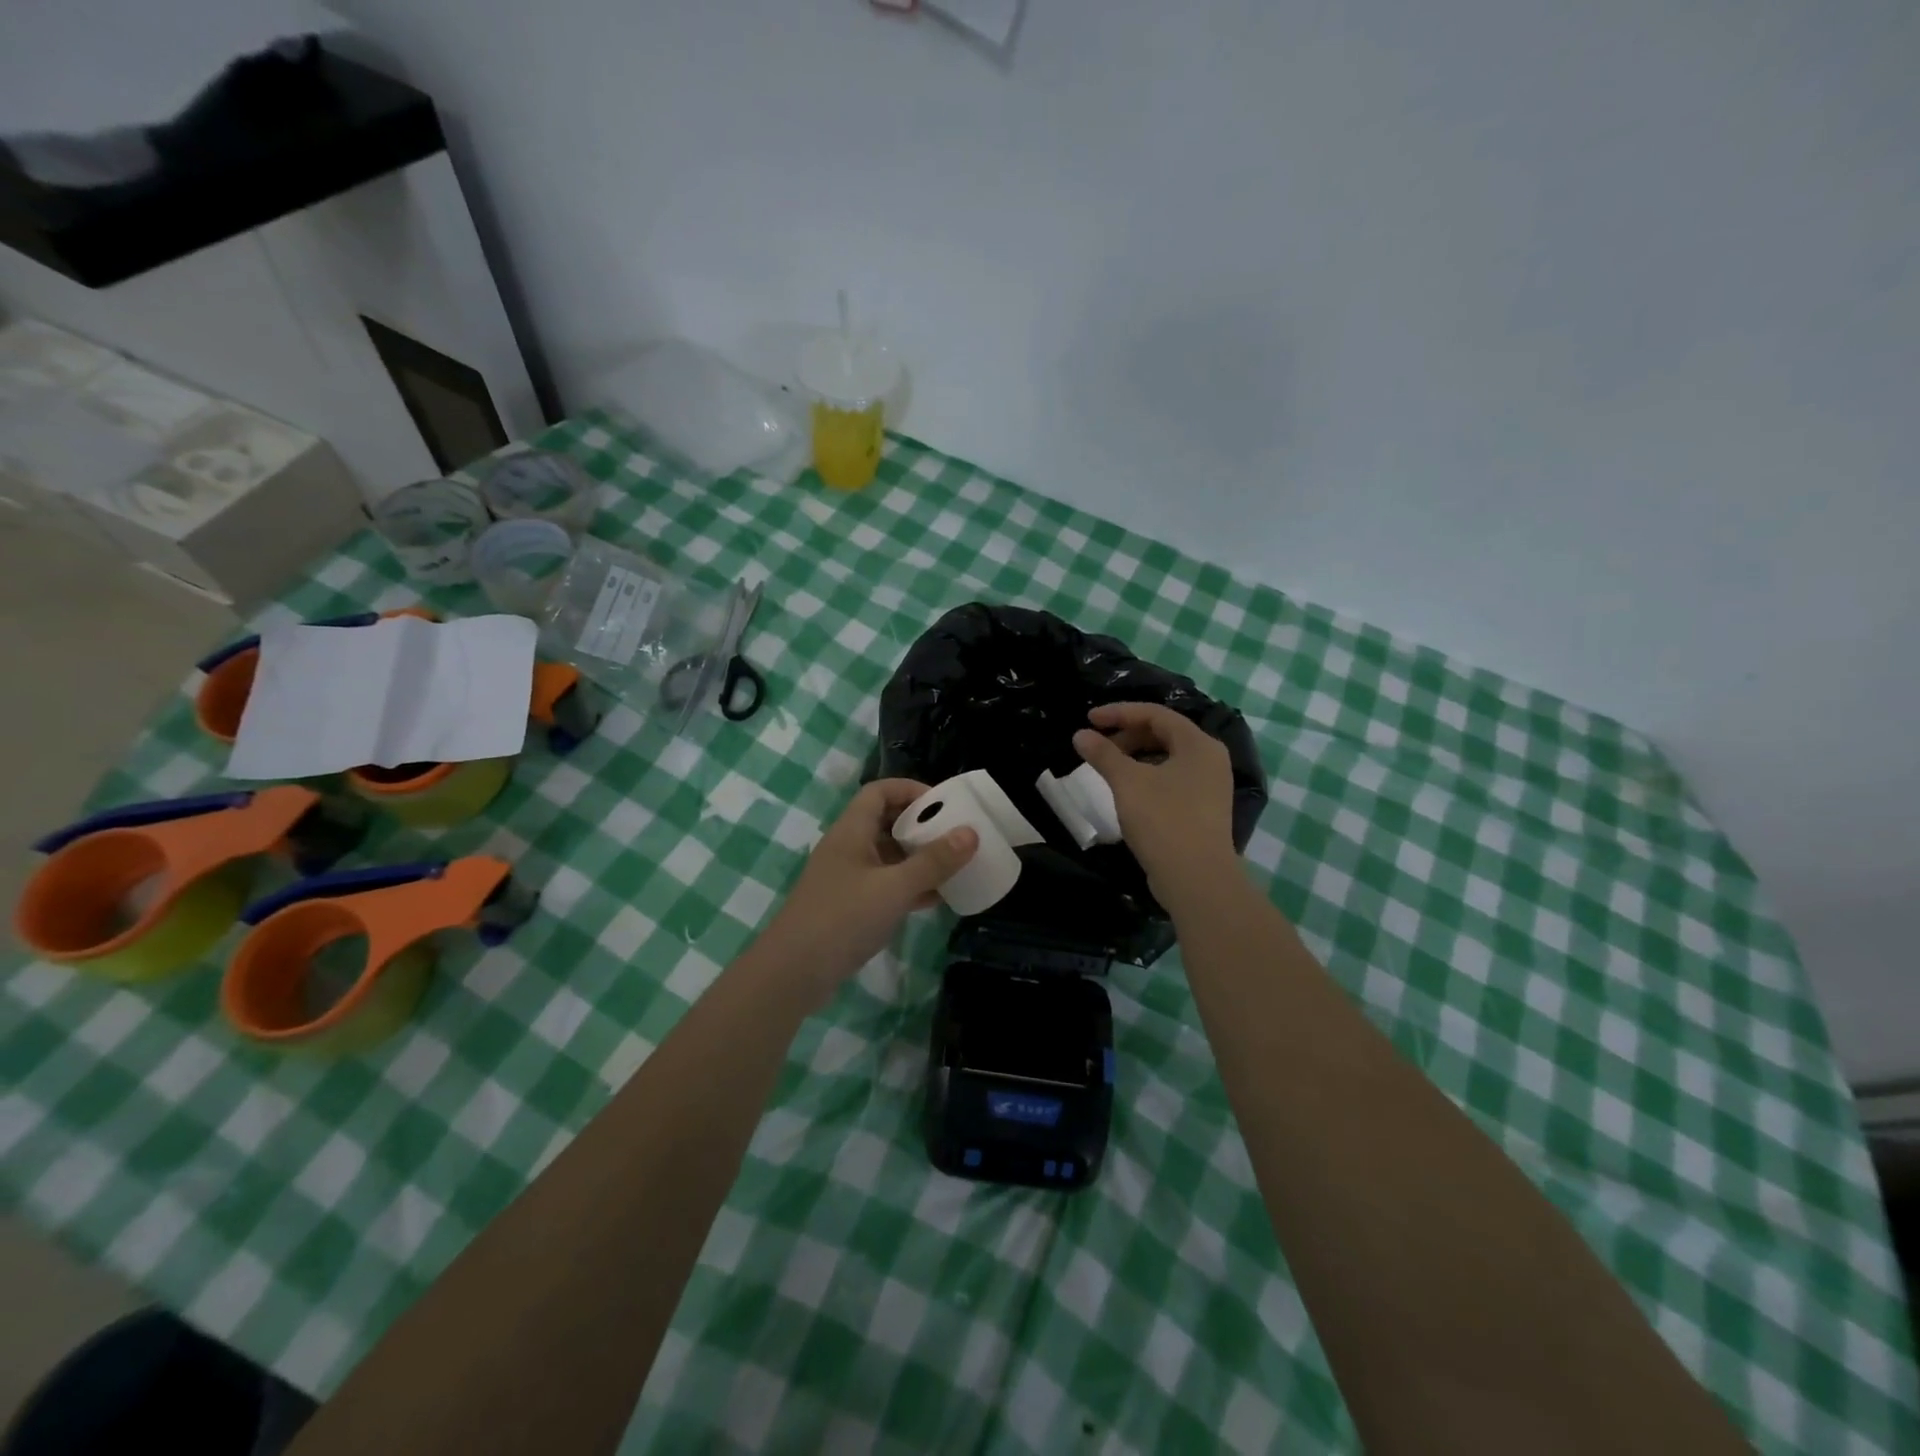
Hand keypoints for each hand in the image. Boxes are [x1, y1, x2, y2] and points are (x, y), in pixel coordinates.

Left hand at [754, 778, 977, 1001]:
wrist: (793, 973)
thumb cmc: (843, 918)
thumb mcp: (894, 888)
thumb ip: (933, 861)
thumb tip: (971, 832)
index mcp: (851, 831)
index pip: (880, 791)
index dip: (911, 790)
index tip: (944, 803)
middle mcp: (847, 848)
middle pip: (885, 821)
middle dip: (920, 825)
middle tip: (955, 834)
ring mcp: (846, 879)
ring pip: (887, 856)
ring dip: (917, 858)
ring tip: (953, 864)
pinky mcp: (849, 907)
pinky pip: (885, 885)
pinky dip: (909, 886)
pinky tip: (937, 898)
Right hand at [1073, 703, 1237, 902]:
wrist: (1197, 879)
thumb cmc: (1163, 820)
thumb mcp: (1127, 782)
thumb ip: (1103, 754)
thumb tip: (1080, 735)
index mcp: (1199, 744)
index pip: (1155, 714)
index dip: (1119, 712)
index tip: (1089, 719)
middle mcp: (1210, 759)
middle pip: (1164, 734)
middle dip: (1127, 735)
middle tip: (1098, 747)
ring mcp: (1210, 786)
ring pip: (1167, 758)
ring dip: (1135, 757)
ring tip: (1108, 768)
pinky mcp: (1203, 809)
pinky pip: (1172, 779)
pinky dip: (1147, 776)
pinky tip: (1127, 791)